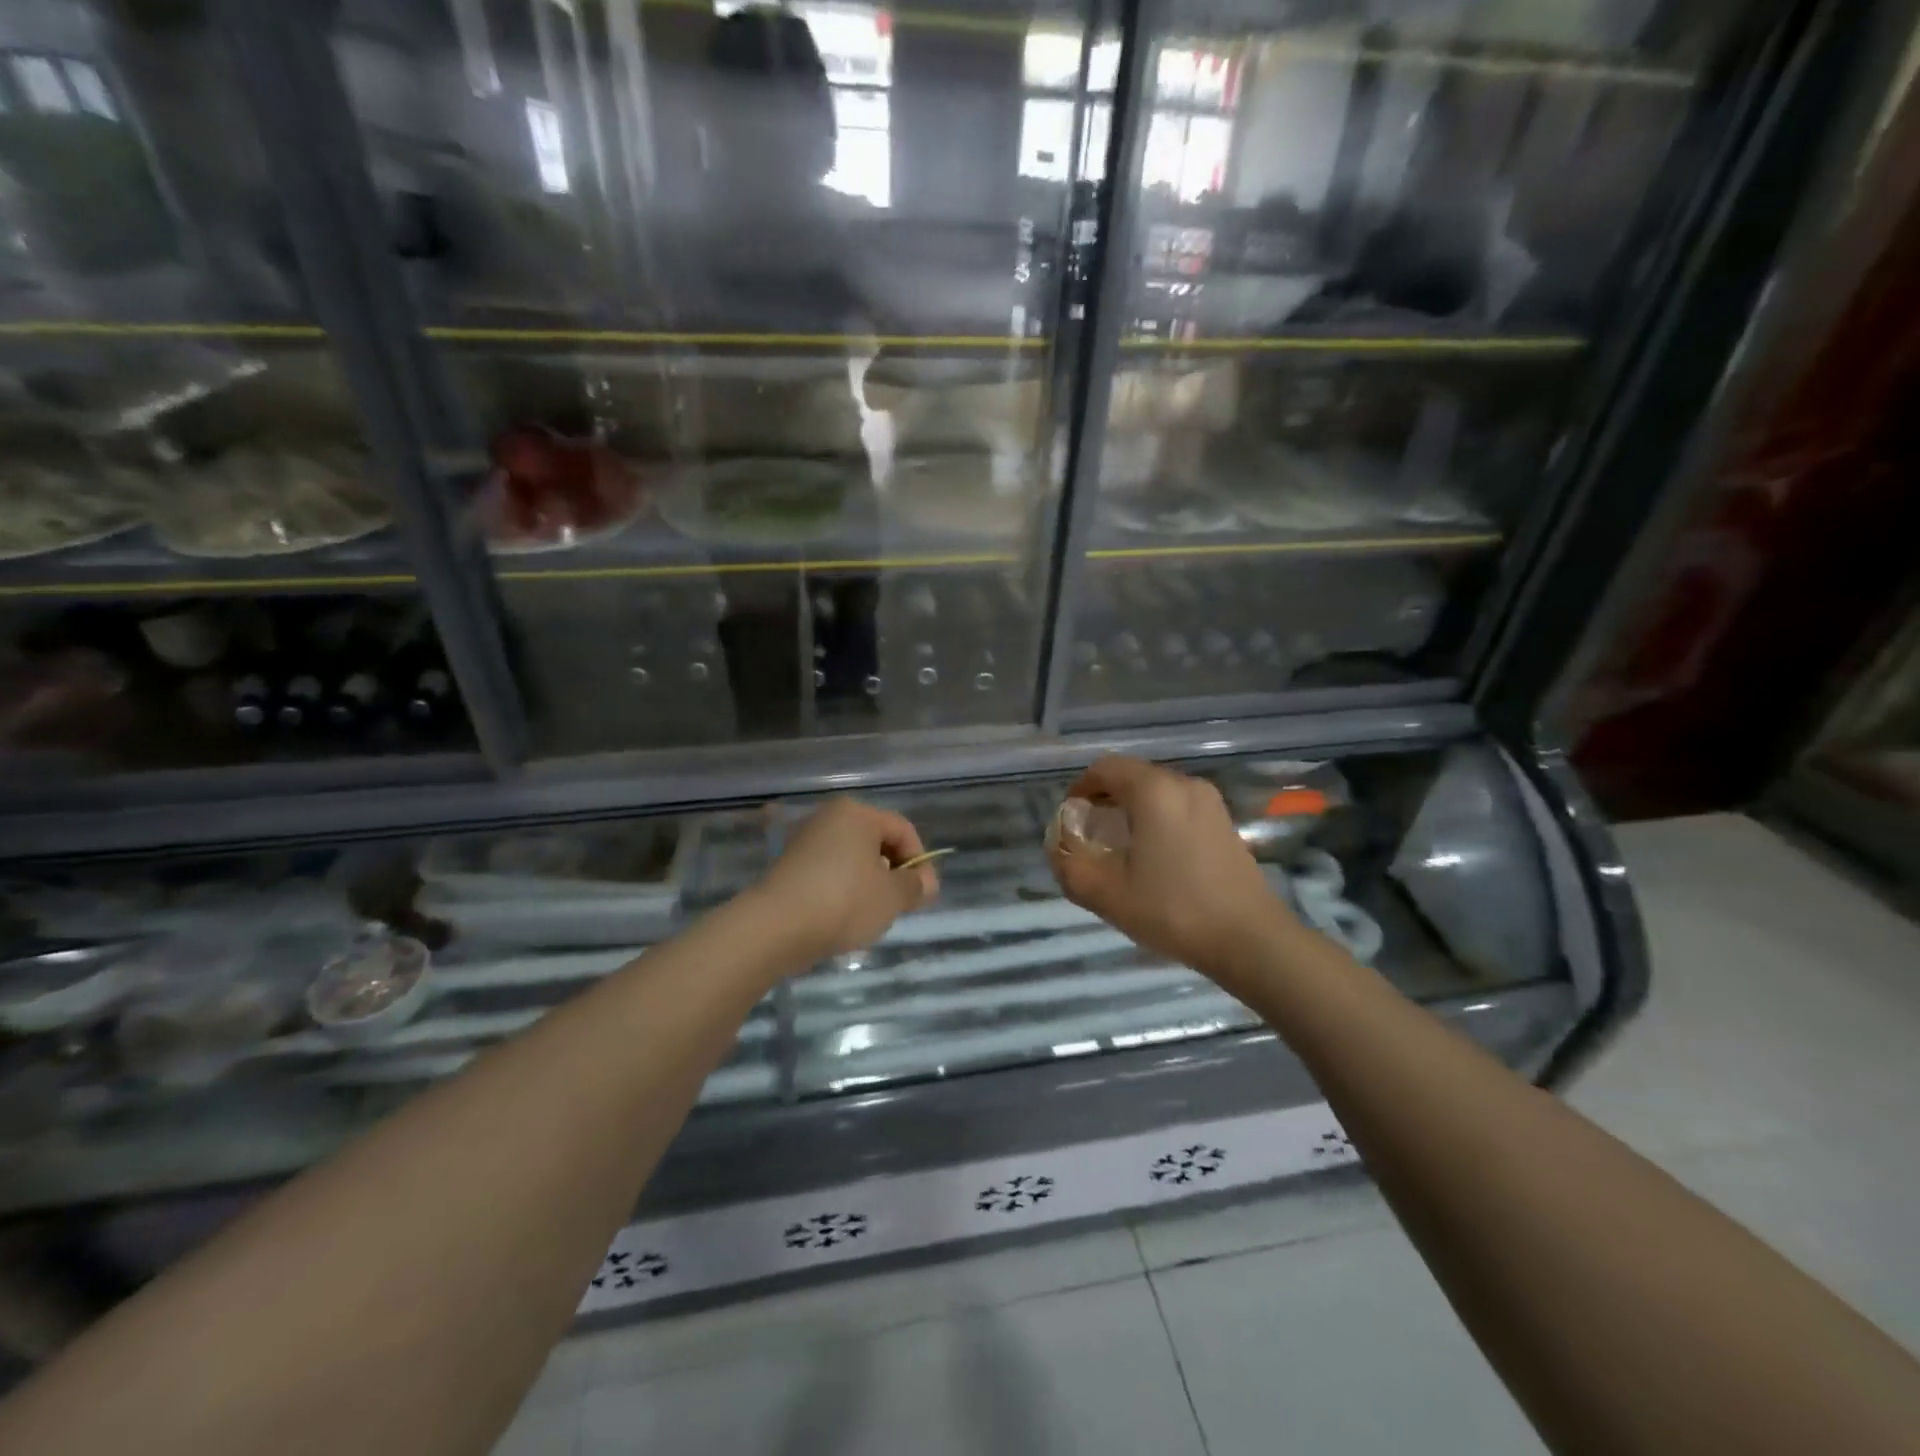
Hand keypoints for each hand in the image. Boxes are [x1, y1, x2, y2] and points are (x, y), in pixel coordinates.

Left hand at [750, 798, 938, 962]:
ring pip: (851, 859)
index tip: (922, 894)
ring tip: (869, 915)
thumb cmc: (844, 902)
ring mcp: (804, 841)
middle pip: (876, 842)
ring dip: (867, 883)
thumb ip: (916, 885)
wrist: (775, 928)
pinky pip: (828, 872)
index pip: (903, 830)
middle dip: (893, 872)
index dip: (920, 861)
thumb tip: (925, 882)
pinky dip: (841, 890)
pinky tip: (840, 917)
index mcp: (857, 813)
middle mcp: (828, 817)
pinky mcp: (787, 866)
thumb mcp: (893, 896)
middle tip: (898, 905)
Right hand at [1048, 756, 1295, 983]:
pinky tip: (1155, 856)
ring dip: (1132, 809)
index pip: (1105, 768)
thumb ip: (1070, 866)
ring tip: (1120, 847)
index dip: (1080, 788)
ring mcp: (1210, 802)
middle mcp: (1184, 784)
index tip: (1070, 818)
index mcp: (1154, 791)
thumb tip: (1058, 849)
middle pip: (1132, 776)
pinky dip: (1157, 818)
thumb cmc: (1173, 910)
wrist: (1251, 940)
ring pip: (1157, 791)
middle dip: (1105, 798)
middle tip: (1090, 834)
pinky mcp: (1224, 822)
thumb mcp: (1107, 894)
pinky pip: (1179, 806)